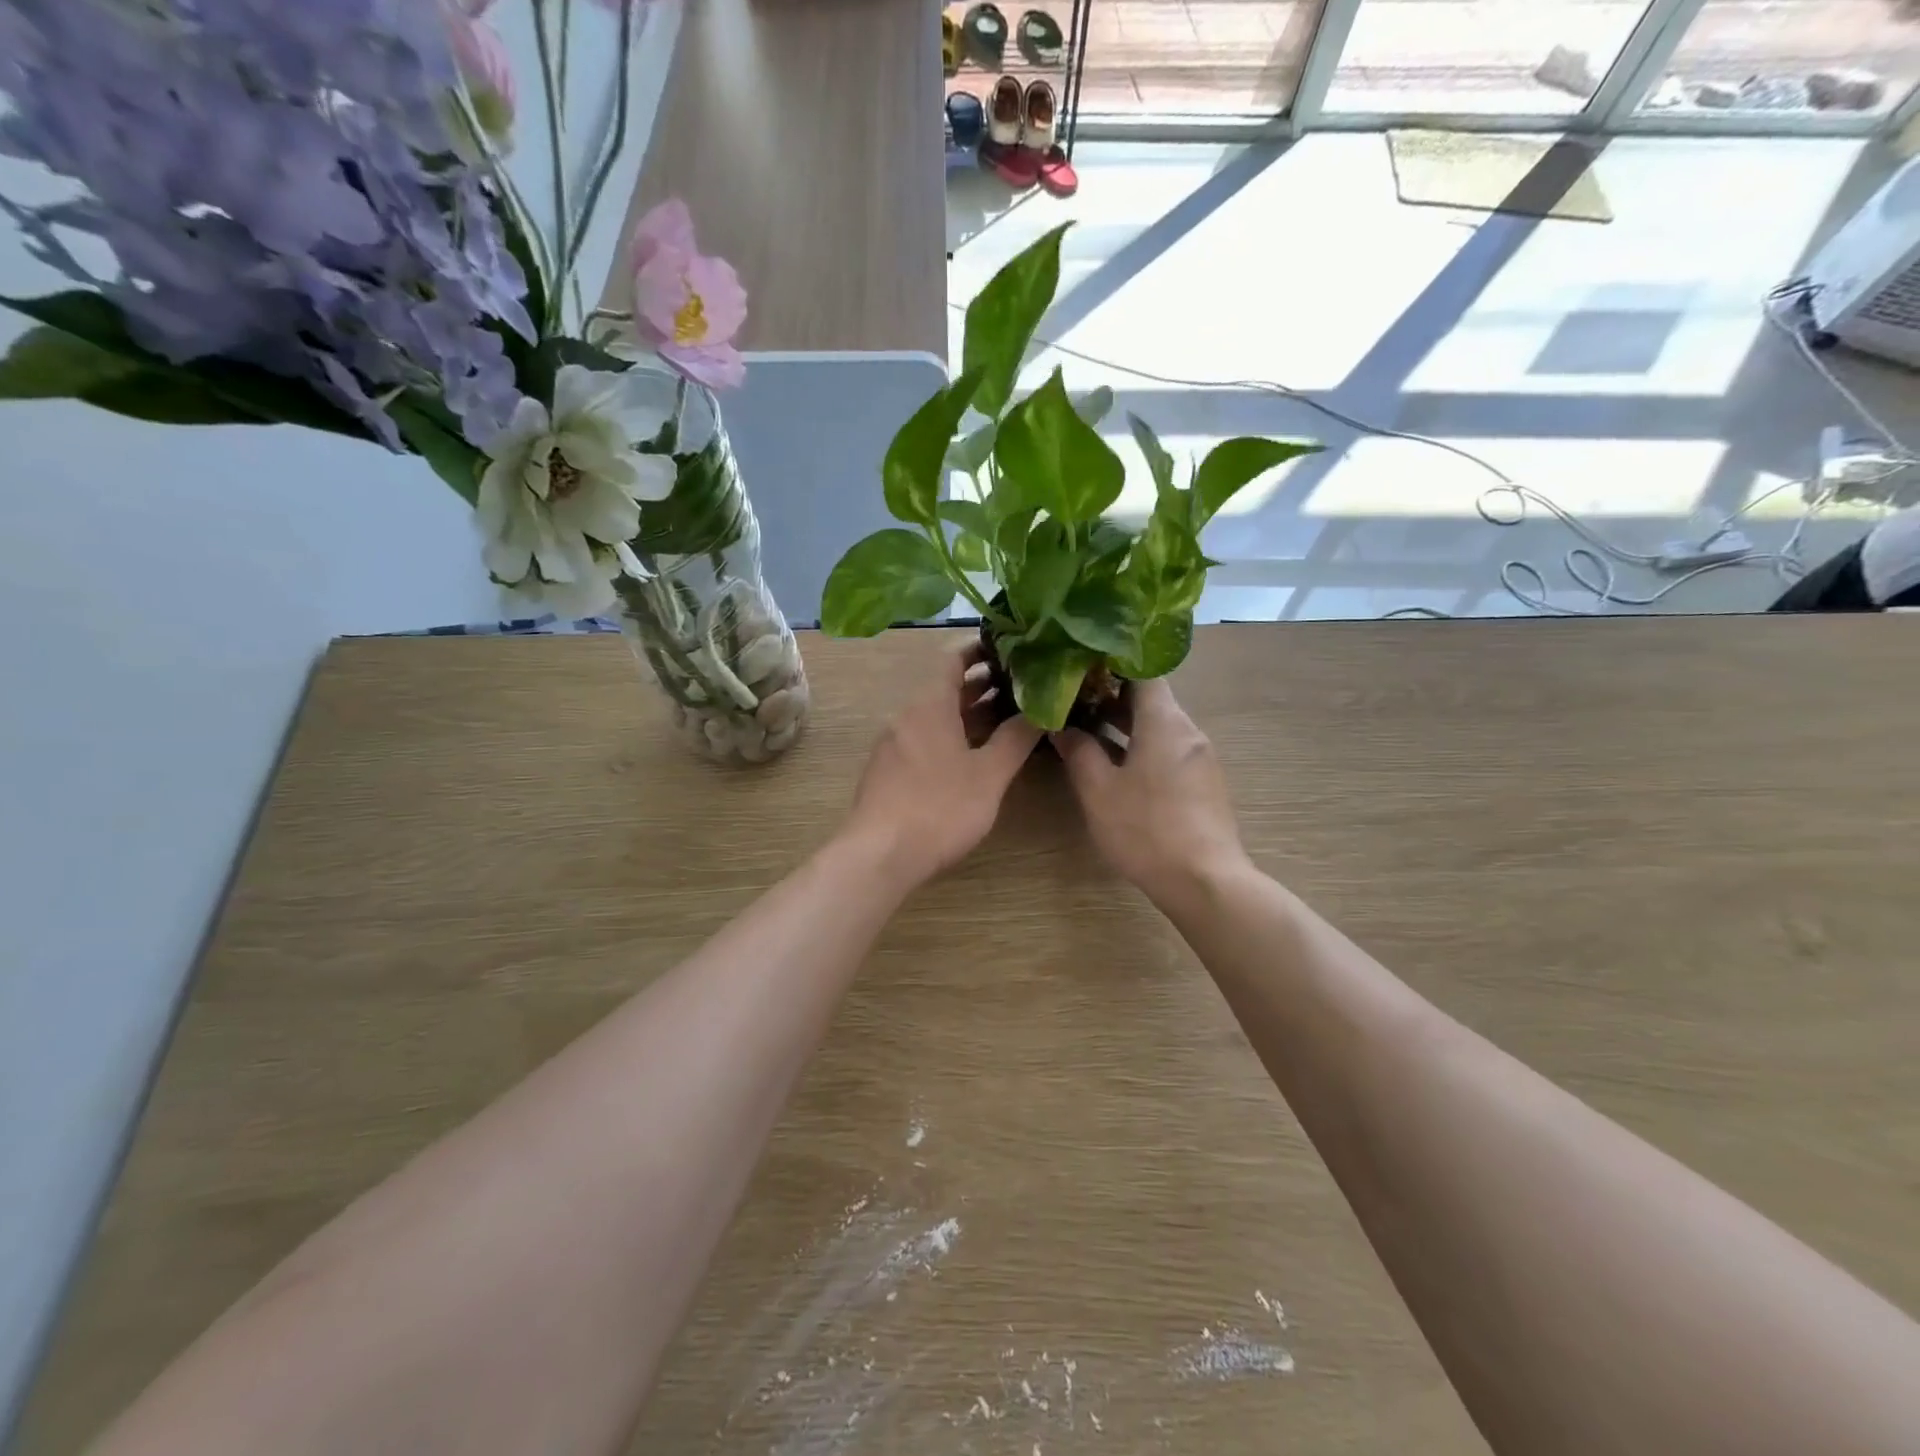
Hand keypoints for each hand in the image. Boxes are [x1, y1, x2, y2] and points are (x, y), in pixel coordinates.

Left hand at [841, 642, 1041, 886]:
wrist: (880, 855)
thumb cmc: (940, 808)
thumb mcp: (989, 774)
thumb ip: (1016, 739)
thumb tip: (1041, 710)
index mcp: (929, 704)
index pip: (952, 658)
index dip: (981, 648)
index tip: (1012, 647)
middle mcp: (907, 715)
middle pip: (946, 687)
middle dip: (983, 683)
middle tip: (1022, 683)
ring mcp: (894, 743)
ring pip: (936, 715)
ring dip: (970, 712)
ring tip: (1008, 716)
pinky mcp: (889, 770)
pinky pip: (925, 737)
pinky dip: (952, 735)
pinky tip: (975, 753)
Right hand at [1053, 679, 1247, 902]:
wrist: (1204, 881)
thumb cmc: (1146, 829)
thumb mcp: (1099, 791)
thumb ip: (1079, 752)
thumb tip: (1062, 727)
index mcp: (1165, 722)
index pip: (1144, 671)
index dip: (1113, 663)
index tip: (1081, 667)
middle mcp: (1188, 731)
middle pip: (1152, 698)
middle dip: (1112, 696)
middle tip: (1074, 699)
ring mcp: (1200, 758)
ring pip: (1160, 726)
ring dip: (1126, 724)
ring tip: (1088, 730)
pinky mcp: (1204, 783)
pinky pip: (1170, 749)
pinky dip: (1143, 746)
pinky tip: (1118, 765)